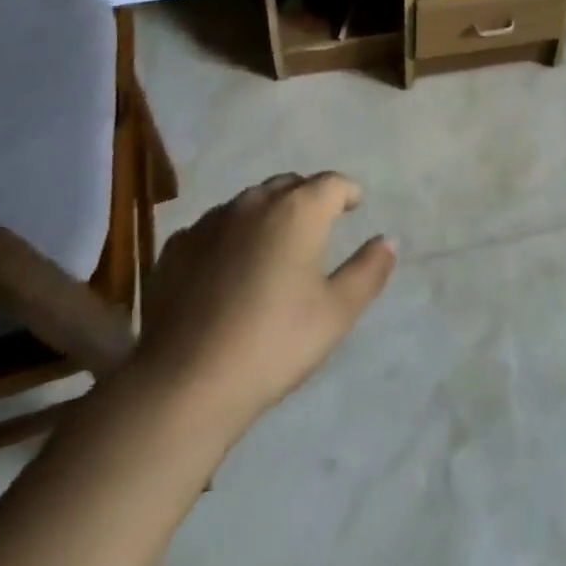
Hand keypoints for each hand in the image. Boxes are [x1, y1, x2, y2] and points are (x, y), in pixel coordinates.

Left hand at [133, 173, 395, 445]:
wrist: (184, 383)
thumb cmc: (273, 343)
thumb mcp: (336, 313)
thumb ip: (368, 270)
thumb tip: (388, 240)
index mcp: (298, 210)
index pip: (332, 183)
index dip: (347, 192)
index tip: (354, 206)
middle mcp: (254, 203)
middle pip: (289, 185)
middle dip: (308, 198)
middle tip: (318, 225)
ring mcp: (210, 222)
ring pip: (249, 203)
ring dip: (268, 214)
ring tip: (274, 245)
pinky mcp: (177, 247)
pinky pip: (214, 228)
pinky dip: (230, 236)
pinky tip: (228, 267)